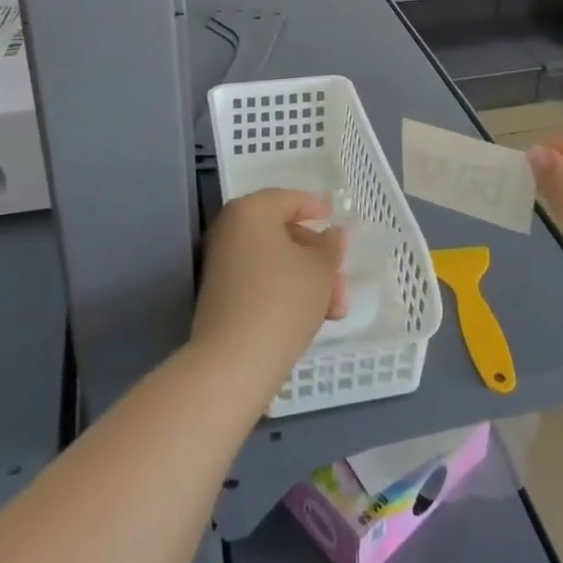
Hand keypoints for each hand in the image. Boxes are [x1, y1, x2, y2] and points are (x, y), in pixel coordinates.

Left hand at [192, 189, 346, 397]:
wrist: (234, 362)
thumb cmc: (283, 300)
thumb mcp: (320, 270)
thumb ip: (331, 246)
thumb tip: (334, 234)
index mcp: (251, 211)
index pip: (289, 199)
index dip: (316, 207)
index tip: (336, 218)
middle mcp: (231, 230)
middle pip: (282, 234)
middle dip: (317, 257)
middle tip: (342, 278)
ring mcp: (222, 264)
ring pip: (275, 262)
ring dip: (307, 279)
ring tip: (336, 310)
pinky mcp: (221, 296)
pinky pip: (260, 282)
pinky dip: (286, 291)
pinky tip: (312, 317)